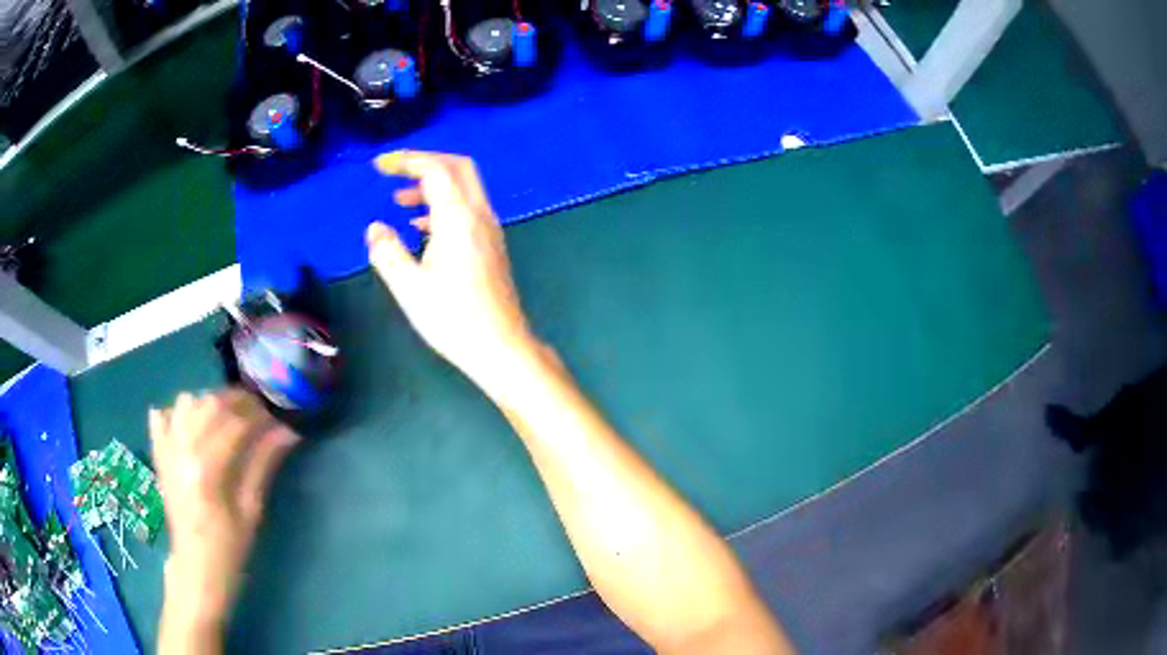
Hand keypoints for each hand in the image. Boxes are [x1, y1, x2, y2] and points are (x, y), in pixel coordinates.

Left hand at [150, 390, 298, 625]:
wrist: (196, 567)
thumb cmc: (229, 547)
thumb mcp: (252, 510)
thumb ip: (263, 464)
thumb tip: (287, 431)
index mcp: (206, 469)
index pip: (234, 422)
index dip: (259, 414)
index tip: (278, 415)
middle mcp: (181, 450)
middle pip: (209, 404)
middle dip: (237, 400)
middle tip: (259, 412)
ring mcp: (166, 450)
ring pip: (186, 403)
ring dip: (209, 403)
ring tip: (227, 418)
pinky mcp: (159, 455)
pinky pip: (162, 416)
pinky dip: (178, 412)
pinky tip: (193, 424)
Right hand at [367, 150, 537, 394]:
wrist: (501, 347)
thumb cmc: (454, 319)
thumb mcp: (409, 288)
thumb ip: (387, 253)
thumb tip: (375, 228)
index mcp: (459, 218)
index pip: (436, 169)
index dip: (406, 160)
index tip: (378, 166)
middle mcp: (480, 215)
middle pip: (457, 167)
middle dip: (424, 162)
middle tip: (393, 172)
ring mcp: (490, 230)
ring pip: (464, 187)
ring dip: (433, 185)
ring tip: (399, 201)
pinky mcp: (491, 245)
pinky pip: (467, 209)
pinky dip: (442, 206)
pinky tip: (420, 229)